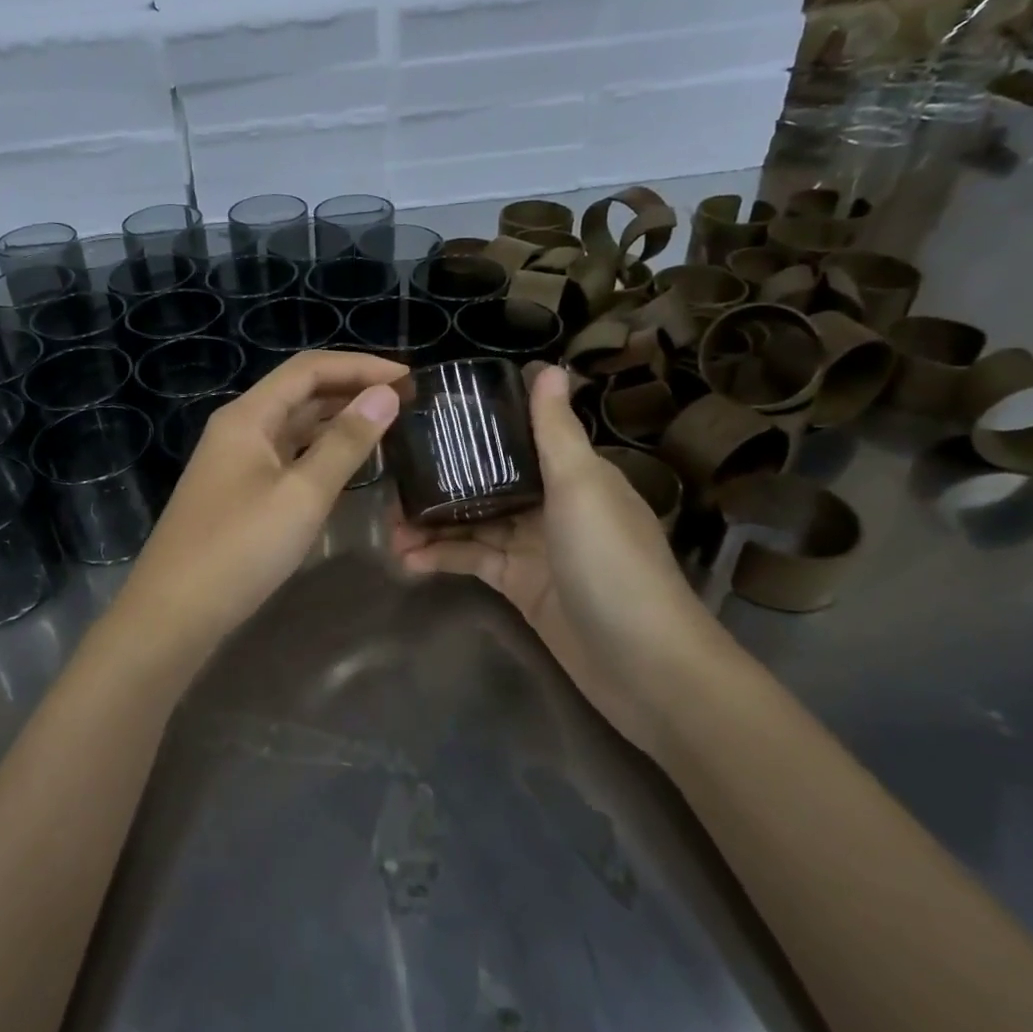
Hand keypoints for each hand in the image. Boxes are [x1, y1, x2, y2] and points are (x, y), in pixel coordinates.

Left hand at [103, 350, 406, 672]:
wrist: (174, 612)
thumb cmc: (240, 548)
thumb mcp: (302, 494)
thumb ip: (345, 442)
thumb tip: (385, 394)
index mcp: (248, 416)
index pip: (309, 369)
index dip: (360, 366)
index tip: (408, 377)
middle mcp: (239, 428)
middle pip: (300, 392)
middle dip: (351, 389)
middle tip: (405, 401)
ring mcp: (236, 461)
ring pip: (293, 425)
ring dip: (337, 419)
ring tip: (386, 424)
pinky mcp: (239, 491)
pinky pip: (286, 455)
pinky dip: (319, 450)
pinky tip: (347, 462)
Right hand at [390, 363, 716, 752]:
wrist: (643, 664)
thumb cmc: (612, 561)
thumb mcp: (581, 487)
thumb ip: (555, 432)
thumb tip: (549, 367)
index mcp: (572, 474)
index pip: (516, 439)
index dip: (473, 430)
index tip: (424, 420)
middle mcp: (551, 505)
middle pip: (486, 483)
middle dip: (440, 482)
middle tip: (391, 481)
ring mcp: (533, 548)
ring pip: (472, 524)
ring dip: (432, 524)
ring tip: (388, 528)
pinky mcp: (520, 587)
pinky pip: (473, 561)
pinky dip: (442, 558)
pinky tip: (407, 560)